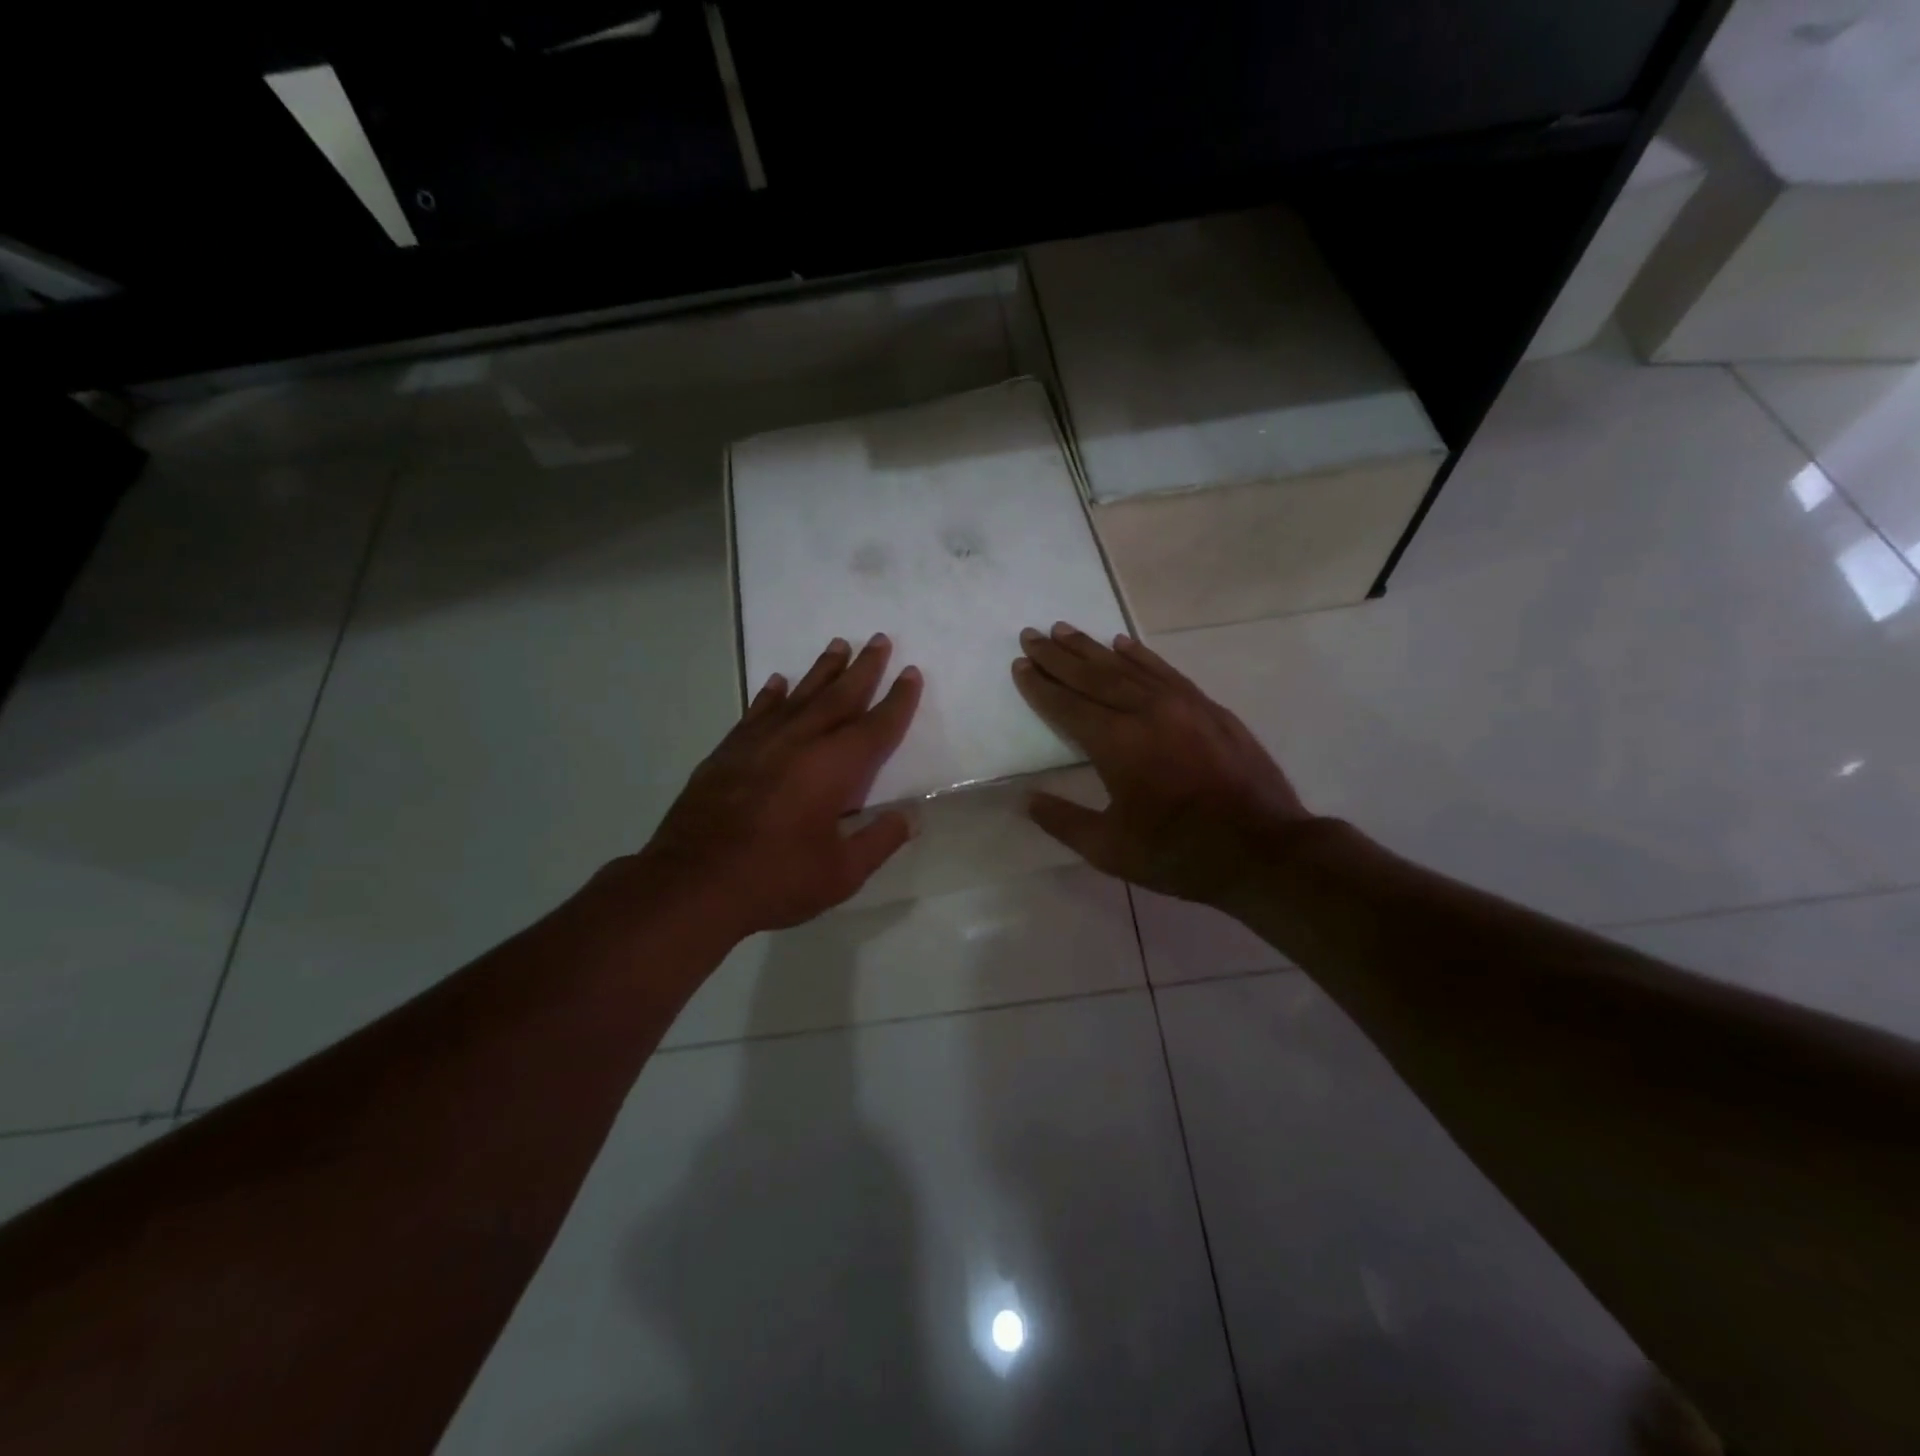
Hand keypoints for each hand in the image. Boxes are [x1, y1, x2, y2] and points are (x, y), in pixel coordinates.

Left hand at [628, 633, 921, 938]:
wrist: (693, 883)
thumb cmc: (776, 879)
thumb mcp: (842, 873)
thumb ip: (880, 840)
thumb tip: (911, 816)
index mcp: (835, 767)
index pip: (877, 725)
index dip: (898, 700)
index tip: (911, 673)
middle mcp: (801, 742)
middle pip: (840, 696)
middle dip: (864, 668)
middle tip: (879, 639)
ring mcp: (761, 742)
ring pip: (800, 695)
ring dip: (822, 669)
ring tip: (839, 644)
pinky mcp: (729, 751)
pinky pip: (757, 711)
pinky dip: (770, 694)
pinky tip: (778, 681)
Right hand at [1012, 622, 1318, 905]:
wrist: (1264, 850)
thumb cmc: (1180, 854)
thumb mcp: (1111, 850)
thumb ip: (1064, 821)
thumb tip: (1027, 799)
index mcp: (1118, 744)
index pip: (1067, 705)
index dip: (1040, 686)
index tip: (1020, 665)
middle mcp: (1146, 712)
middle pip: (1093, 676)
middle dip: (1058, 656)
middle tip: (1031, 634)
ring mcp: (1182, 705)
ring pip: (1127, 667)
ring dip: (1093, 648)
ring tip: (1065, 630)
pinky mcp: (1208, 707)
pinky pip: (1165, 671)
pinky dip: (1140, 655)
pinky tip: (1124, 643)